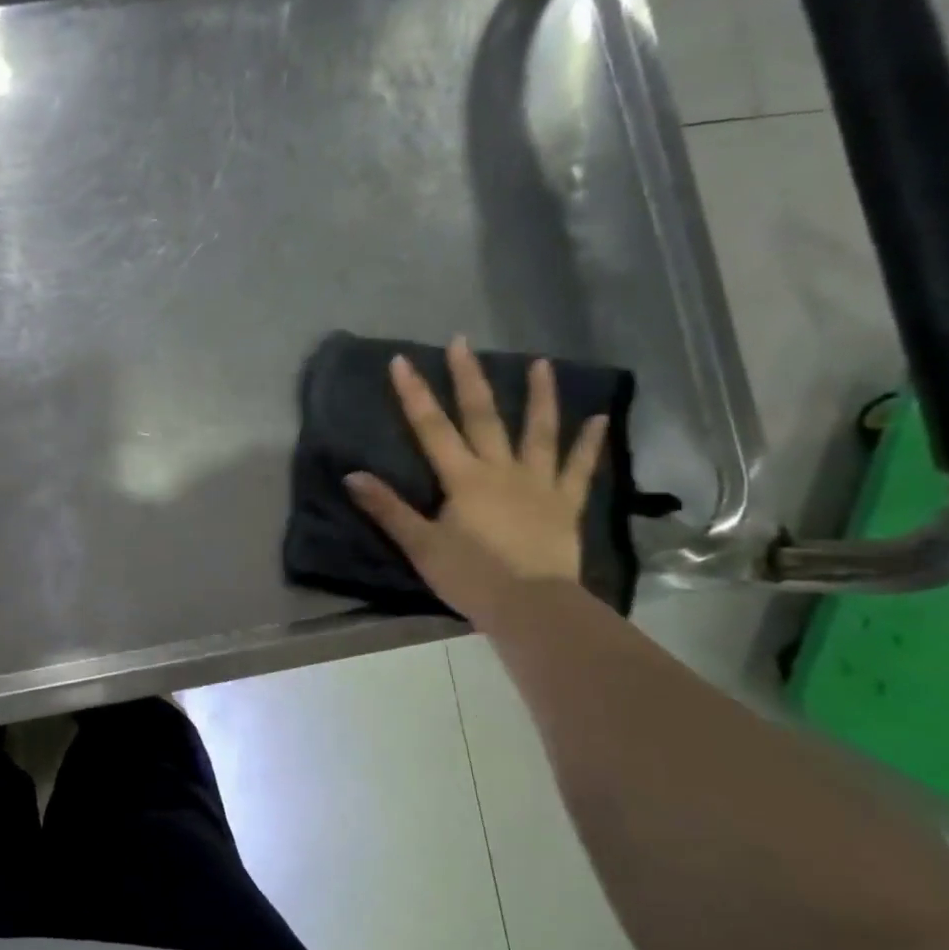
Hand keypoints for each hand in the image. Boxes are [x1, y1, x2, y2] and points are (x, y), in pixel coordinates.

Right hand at [345, 336, 606, 625]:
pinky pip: (578, 468)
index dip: (415, 393)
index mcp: (463, 478)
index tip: (403, 360)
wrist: (532, 608)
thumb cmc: (471, 576)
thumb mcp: (420, 545)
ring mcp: (538, 483)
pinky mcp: (564, 503)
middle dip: (469, 377)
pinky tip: (597, 418)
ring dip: (539, 396)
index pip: (432, 427)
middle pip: (483, 417)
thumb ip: (388, 509)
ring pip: (538, 432)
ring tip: (541, 363)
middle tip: (463, 341)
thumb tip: (352, 476)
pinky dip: (587, 443)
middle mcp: (501, 469)